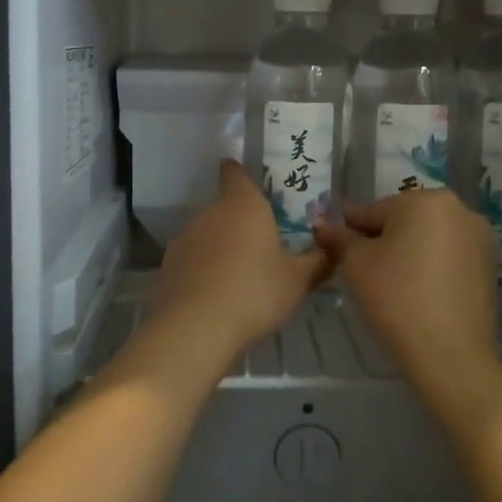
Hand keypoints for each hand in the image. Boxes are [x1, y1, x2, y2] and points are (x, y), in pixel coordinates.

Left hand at [153, 161, 332, 354]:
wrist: (196, 329)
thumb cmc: (255, 292)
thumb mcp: (298, 281)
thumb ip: (318, 261)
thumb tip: (333, 248)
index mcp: (243, 205)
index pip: (235, 173)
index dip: (239, 173)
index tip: (248, 181)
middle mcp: (210, 213)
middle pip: (225, 208)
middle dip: (240, 223)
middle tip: (262, 247)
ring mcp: (184, 239)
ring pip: (207, 235)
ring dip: (220, 248)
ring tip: (238, 278)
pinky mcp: (168, 266)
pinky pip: (191, 261)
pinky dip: (202, 271)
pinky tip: (215, 297)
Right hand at [315, 190, 501, 396]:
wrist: (450, 356)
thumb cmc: (396, 299)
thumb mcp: (356, 264)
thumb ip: (339, 238)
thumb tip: (323, 225)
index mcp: (426, 200)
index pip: (374, 210)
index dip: (350, 229)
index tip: (333, 244)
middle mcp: (459, 209)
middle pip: (404, 219)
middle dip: (381, 239)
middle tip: (360, 269)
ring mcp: (479, 238)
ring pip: (428, 237)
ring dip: (407, 251)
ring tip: (388, 283)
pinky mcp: (489, 266)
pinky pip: (448, 256)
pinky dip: (430, 266)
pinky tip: (416, 292)